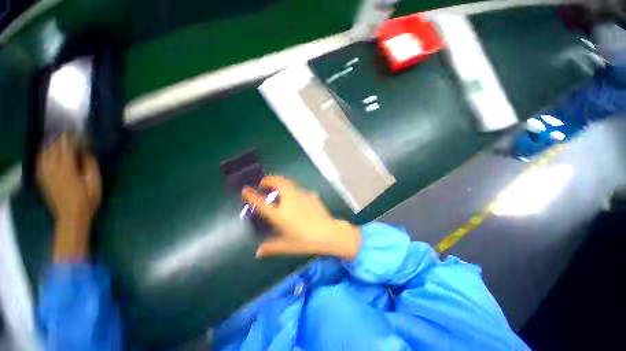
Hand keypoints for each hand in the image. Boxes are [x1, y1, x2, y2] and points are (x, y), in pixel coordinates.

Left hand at [37, 134, 100, 261]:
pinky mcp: (43, 179)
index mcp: (68, 168)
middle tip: (66, 131)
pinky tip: (45, 151)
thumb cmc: (87, 199)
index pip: (68, 146)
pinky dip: (42, 153)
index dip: (72, 137)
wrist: (71, 216)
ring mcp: (46, 173)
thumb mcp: (94, 183)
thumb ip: (90, 166)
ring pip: (44, 153)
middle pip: (54, 147)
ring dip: (49, 143)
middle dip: (60, 138)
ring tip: (54, 136)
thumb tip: (87, 152)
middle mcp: (54, 167)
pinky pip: (40, 162)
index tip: (78, 132)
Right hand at [242, 176, 360, 259]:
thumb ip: (271, 248)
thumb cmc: (305, 241)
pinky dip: (293, 191)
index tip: (245, 189)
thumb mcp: (287, 246)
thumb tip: (258, 253)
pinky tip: (296, 199)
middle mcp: (289, 201)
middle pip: (278, 183)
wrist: (327, 233)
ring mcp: (301, 196)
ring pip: (289, 183)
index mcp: (280, 214)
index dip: (252, 195)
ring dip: (281, 182)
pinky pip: (299, 190)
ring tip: (278, 187)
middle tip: (265, 183)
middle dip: (269, 179)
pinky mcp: (310, 195)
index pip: (262, 203)